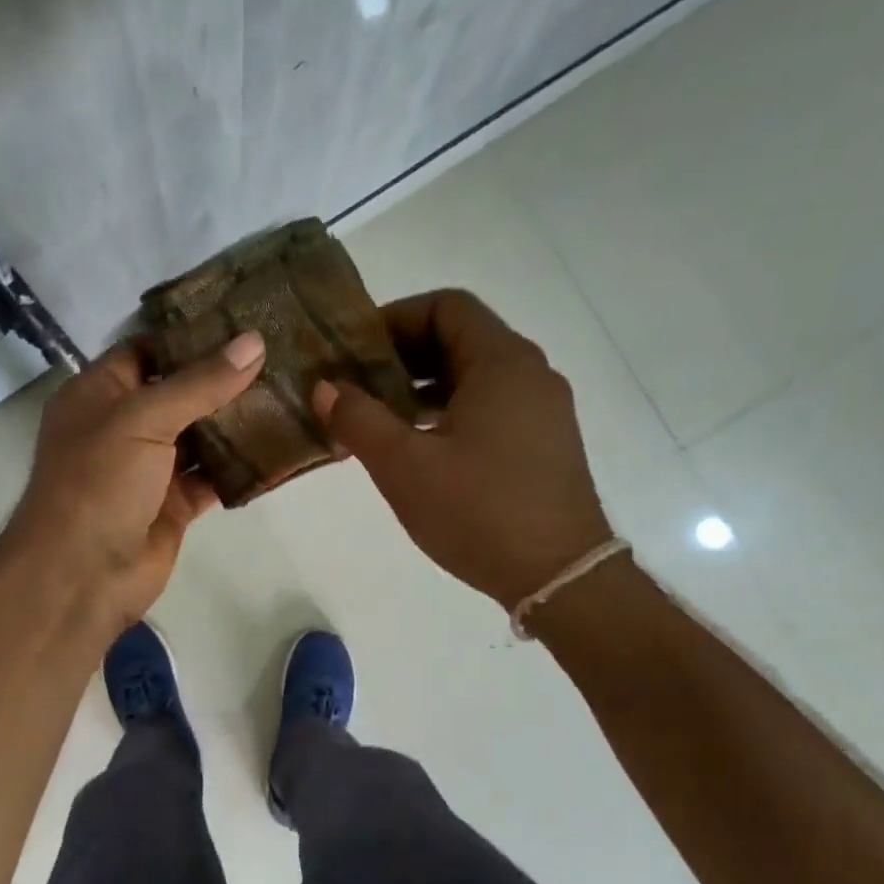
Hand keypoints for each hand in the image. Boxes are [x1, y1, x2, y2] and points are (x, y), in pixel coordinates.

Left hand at [0, 331, 265, 642]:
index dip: (190, 334)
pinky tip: (280, 446)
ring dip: (237, 421)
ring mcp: (149, 469)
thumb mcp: (142, 419)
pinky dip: (240, 466)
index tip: (243, 317)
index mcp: (99, 394)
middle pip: (179, 392)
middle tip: (281, 352)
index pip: (147, 349)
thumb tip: (253, 342)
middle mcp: (123, 426)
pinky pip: (212, 477)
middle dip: (224, 377)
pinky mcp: (173, 505)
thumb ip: (199, 383)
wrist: (82, 575)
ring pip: (200, 436)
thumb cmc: (98, 482)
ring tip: (290, 391)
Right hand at [314, 289, 611, 612]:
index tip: (354, 350)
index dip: (395, 318)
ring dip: (422, 388)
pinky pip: (489, 407)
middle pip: (460, 339)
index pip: (446, 307)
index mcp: (501, 363)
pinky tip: (417, 448)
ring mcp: (542, 411)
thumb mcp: (404, 465)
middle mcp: (529, 374)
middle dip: (402, 356)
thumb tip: (324, 388)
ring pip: (474, 377)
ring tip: (377, 418)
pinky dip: (449, 412)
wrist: (558, 576)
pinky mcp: (543, 444)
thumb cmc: (478, 511)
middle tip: (355, 384)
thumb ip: (358, 419)